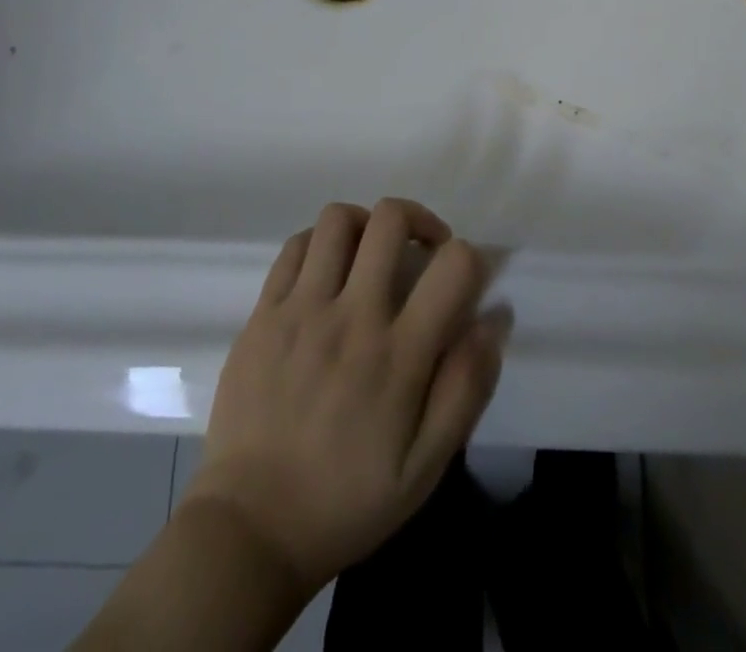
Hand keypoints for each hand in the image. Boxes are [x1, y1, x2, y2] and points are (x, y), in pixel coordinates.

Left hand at [184, 200, 504, 592]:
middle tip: (421, 251)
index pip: (453, 265)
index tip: (465, 277)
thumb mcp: (426, 466)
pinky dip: (319, 244)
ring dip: (365, 225)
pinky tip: (327, 273)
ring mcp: (300, 309)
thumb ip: (466, 387)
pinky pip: (295, 247)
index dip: (471, 256)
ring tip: (371, 255)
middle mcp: (351, 315)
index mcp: (398, 354)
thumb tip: (494, 319)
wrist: (251, 528)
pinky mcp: (263, 313)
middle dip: (418, 220)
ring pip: (337, 220)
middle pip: (390, 219)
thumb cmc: (348, 501)